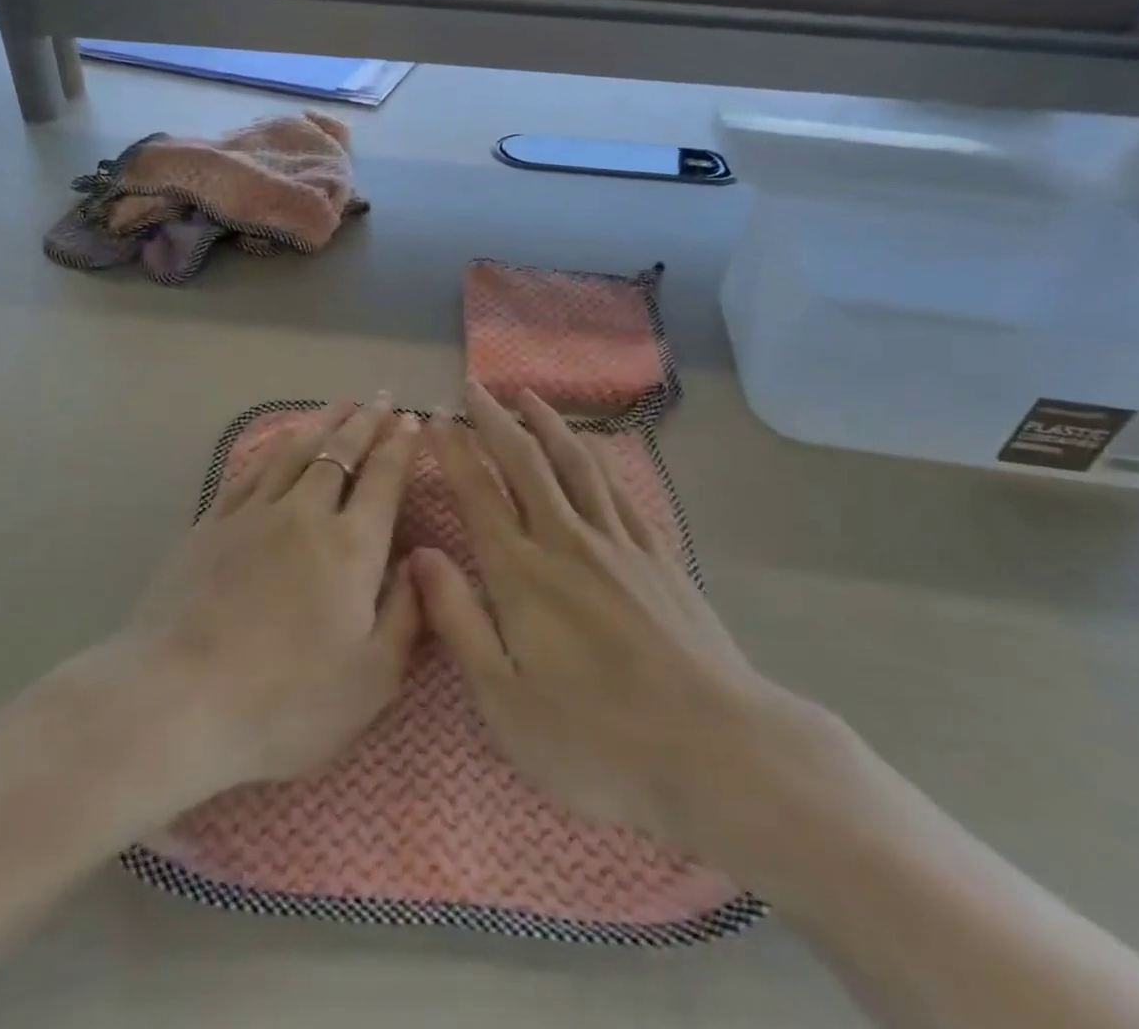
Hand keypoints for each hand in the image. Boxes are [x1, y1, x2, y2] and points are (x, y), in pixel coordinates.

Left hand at [117, 396, 423, 805]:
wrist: (176, 700)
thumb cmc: (286, 701)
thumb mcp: (372, 678)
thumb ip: (408, 614)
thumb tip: (425, 561)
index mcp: (351, 547)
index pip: (384, 479)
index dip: (401, 446)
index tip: (411, 420)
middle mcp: (305, 514)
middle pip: (340, 453)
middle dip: (366, 423)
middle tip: (382, 399)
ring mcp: (253, 514)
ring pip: (295, 451)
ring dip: (322, 423)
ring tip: (340, 404)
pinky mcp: (211, 524)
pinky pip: (252, 470)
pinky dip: (274, 447)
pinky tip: (280, 442)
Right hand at [414, 383, 868, 893]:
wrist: (718, 750)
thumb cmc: (598, 741)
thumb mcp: (505, 701)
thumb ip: (459, 621)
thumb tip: (420, 556)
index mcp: (523, 575)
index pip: (479, 494)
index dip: (454, 452)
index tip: (435, 419)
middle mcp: (568, 541)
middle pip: (526, 462)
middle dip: (495, 420)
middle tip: (474, 388)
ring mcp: (619, 543)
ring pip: (576, 462)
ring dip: (547, 424)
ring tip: (528, 396)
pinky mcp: (659, 555)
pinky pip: (619, 487)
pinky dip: (597, 456)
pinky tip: (591, 448)